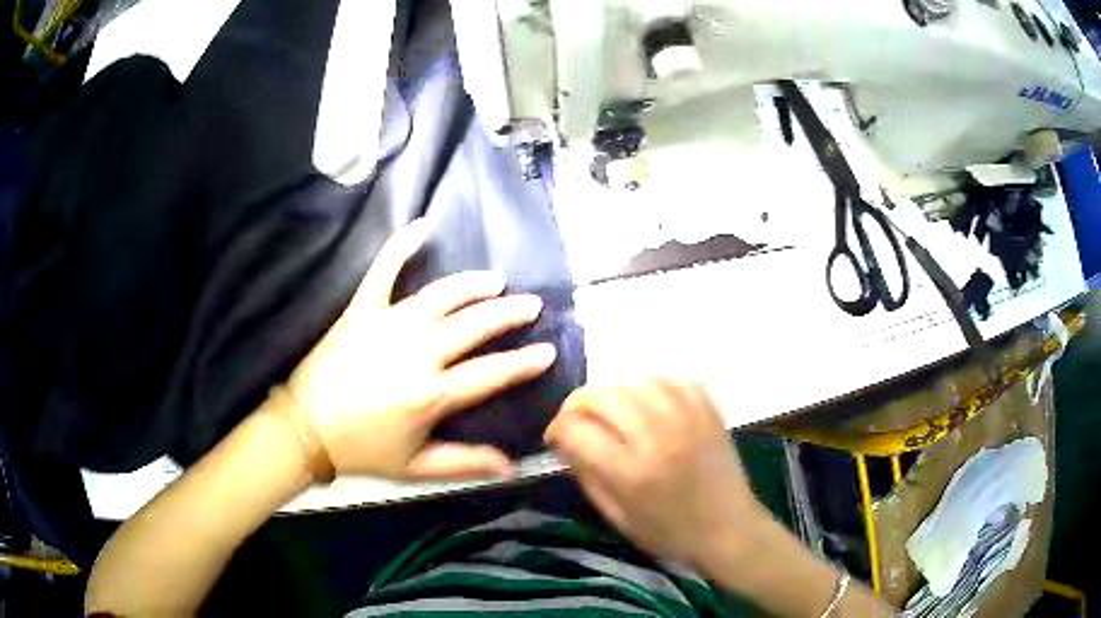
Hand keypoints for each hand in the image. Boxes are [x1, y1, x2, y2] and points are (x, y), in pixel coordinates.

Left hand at [285, 220, 556, 479]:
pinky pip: (383, 272)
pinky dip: (401, 247)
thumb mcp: (416, 468)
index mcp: (431, 394)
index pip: (490, 373)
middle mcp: (416, 353)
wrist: (305, 428)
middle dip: (508, 314)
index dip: (523, 363)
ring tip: (496, 280)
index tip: (547, 351)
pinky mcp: (362, 310)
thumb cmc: (362, 450)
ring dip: (472, 286)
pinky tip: (421, 227)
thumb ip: (465, 463)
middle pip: (473, 326)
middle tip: (532, 304)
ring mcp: (388, 325)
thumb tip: (510, 466)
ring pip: (441, 297)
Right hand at [545, 379, 768, 567]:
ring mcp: (686, 416)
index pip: (575, 428)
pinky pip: (668, 378)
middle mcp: (657, 436)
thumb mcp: (616, 516)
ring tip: (616, 416)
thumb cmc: (668, 532)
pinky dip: (651, 387)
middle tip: (581, 424)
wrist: (729, 528)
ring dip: (614, 396)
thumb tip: (565, 440)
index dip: (556, 430)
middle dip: (578, 407)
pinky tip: (649, 406)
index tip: (557, 439)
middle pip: (600, 396)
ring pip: (632, 381)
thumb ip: (586, 474)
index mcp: (630, 471)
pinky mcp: (707, 407)